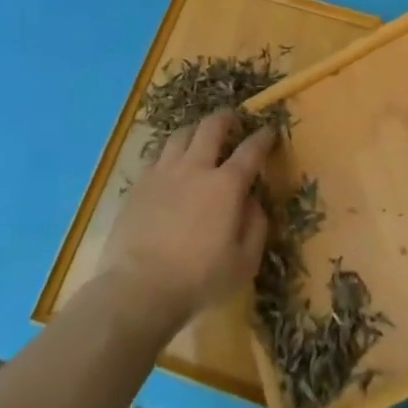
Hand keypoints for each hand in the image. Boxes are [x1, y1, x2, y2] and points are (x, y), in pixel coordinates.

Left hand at [100, 112, 273, 333]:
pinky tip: (170, 165)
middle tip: (232, 119)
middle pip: (211, 127)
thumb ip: (256, 227)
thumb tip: (253, 201)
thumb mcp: (244, 263)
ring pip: (181, 135)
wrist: (137, 289)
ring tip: (199, 136)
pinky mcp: (139, 184)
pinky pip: (157, 156)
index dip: (263, 137)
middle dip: (225, 118)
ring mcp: (164, 172)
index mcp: (226, 185)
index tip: (269, 130)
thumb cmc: (198, 280)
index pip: (251, 150)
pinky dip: (170, 153)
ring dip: (195, 130)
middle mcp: (196, 168)